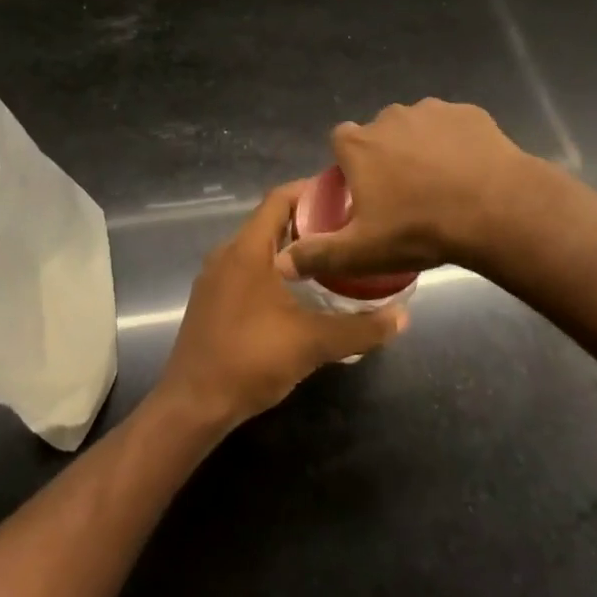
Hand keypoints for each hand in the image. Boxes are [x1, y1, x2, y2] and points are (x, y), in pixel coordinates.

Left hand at [156, 183, 407, 431]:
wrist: (193, 405)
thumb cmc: (250, 360)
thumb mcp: (312, 343)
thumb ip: (360, 329)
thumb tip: (403, 316)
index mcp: (246, 250)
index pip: (279, 199)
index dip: (311, 191)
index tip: (345, 196)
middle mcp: (226, 254)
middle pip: (270, 221)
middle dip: (308, 221)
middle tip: (348, 229)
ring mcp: (215, 278)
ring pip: (258, 247)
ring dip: (291, 247)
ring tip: (330, 257)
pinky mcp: (211, 300)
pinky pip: (246, 268)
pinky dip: (273, 267)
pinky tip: (299, 291)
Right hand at [275, 99, 529, 283]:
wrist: (494, 209)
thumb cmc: (419, 229)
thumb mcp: (362, 251)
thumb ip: (318, 255)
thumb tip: (281, 264)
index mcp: (359, 144)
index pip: (340, 142)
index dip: (349, 165)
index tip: (364, 192)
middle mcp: (390, 117)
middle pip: (379, 134)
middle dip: (387, 156)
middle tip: (406, 195)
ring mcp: (432, 110)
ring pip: (417, 128)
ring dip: (422, 148)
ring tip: (441, 185)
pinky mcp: (468, 113)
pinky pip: (454, 127)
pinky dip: (456, 144)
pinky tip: (469, 172)